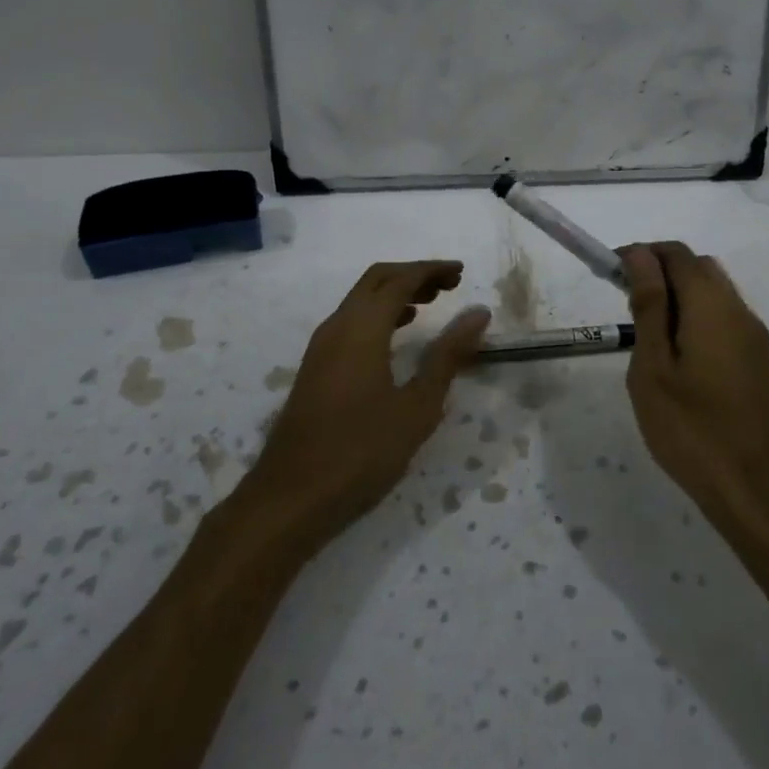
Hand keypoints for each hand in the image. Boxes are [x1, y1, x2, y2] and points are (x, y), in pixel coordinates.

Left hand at [246, 261, 490, 547]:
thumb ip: (448, 355)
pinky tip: (395, 337)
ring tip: (429, 306)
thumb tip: (478, 313)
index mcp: (361, 328)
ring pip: (360, 302)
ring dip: (394, 295)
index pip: (399, 280)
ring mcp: (320, 348)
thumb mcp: (417, 406)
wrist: (290, 499)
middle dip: (413, 276)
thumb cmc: (361, 452)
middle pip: (375, 281)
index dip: (431, 270)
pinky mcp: (315, 369)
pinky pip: (350, 323)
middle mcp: (337, 327)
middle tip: (449, 285)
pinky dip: (378, 316)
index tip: (461, 273)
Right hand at [619, 242, 768, 543]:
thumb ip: (648, 305)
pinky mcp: (758, 360)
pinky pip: (723, 317)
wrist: (756, 490)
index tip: (610, 275)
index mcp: (711, 305)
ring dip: (678, 295)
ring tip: (646, 333)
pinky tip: (676, 356)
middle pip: (697, 267)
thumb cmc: (691, 429)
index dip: (640, 254)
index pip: (675, 254)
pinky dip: (695, 316)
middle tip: (626, 304)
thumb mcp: (653, 367)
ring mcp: (753, 336)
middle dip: (659, 272)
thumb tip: (640, 256)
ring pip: (713, 291)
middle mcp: (739, 310)